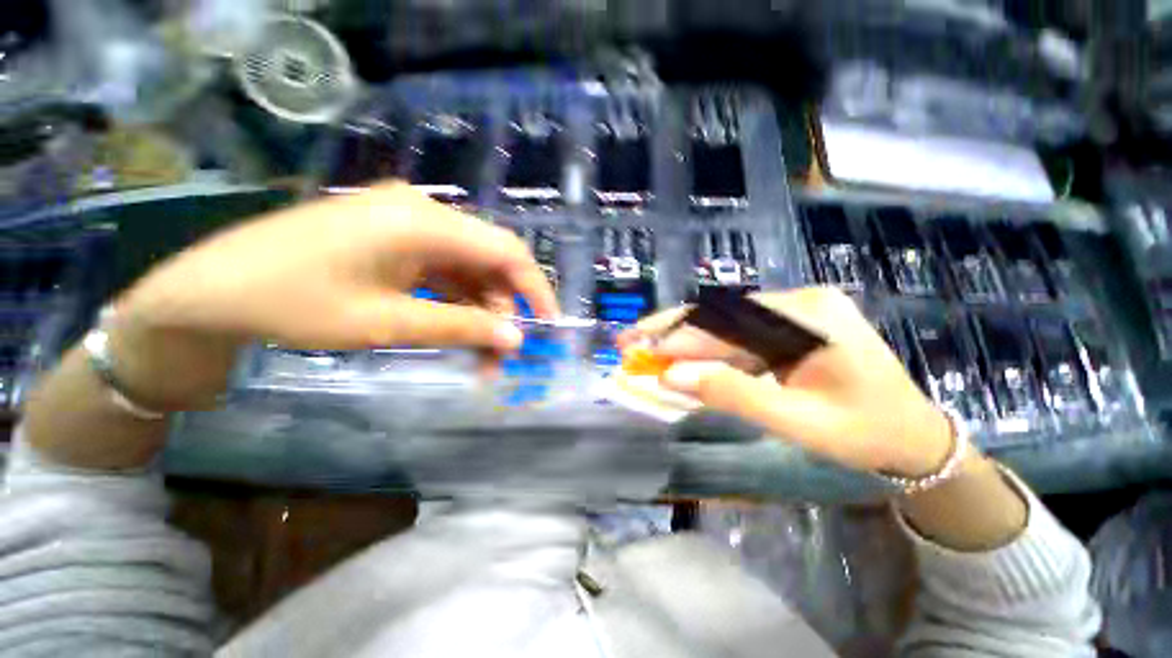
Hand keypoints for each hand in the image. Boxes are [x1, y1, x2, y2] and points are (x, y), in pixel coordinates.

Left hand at [109, 182, 557, 409]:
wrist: (210, 291)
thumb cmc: (292, 303)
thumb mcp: (386, 322)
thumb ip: (460, 327)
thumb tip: (515, 340)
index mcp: (423, 222)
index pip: (507, 252)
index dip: (535, 289)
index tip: (549, 325)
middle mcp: (423, 212)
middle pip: (490, 261)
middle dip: (504, 309)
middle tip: (502, 355)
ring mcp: (407, 223)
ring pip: (468, 270)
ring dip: (479, 311)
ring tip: (477, 356)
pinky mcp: (394, 238)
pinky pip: (443, 271)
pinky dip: (455, 303)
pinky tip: (453, 330)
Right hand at [619, 287, 957, 477]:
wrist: (915, 438)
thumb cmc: (867, 433)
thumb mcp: (798, 421)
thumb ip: (733, 393)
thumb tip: (671, 377)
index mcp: (808, 316)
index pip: (724, 322)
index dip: (675, 336)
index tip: (636, 346)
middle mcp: (797, 303)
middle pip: (720, 316)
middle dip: (671, 331)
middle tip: (630, 341)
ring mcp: (793, 313)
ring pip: (724, 326)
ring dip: (683, 340)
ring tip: (646, 349)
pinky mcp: (787, 328)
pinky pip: (737, 337)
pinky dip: (705, 350)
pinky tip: (682, 357)